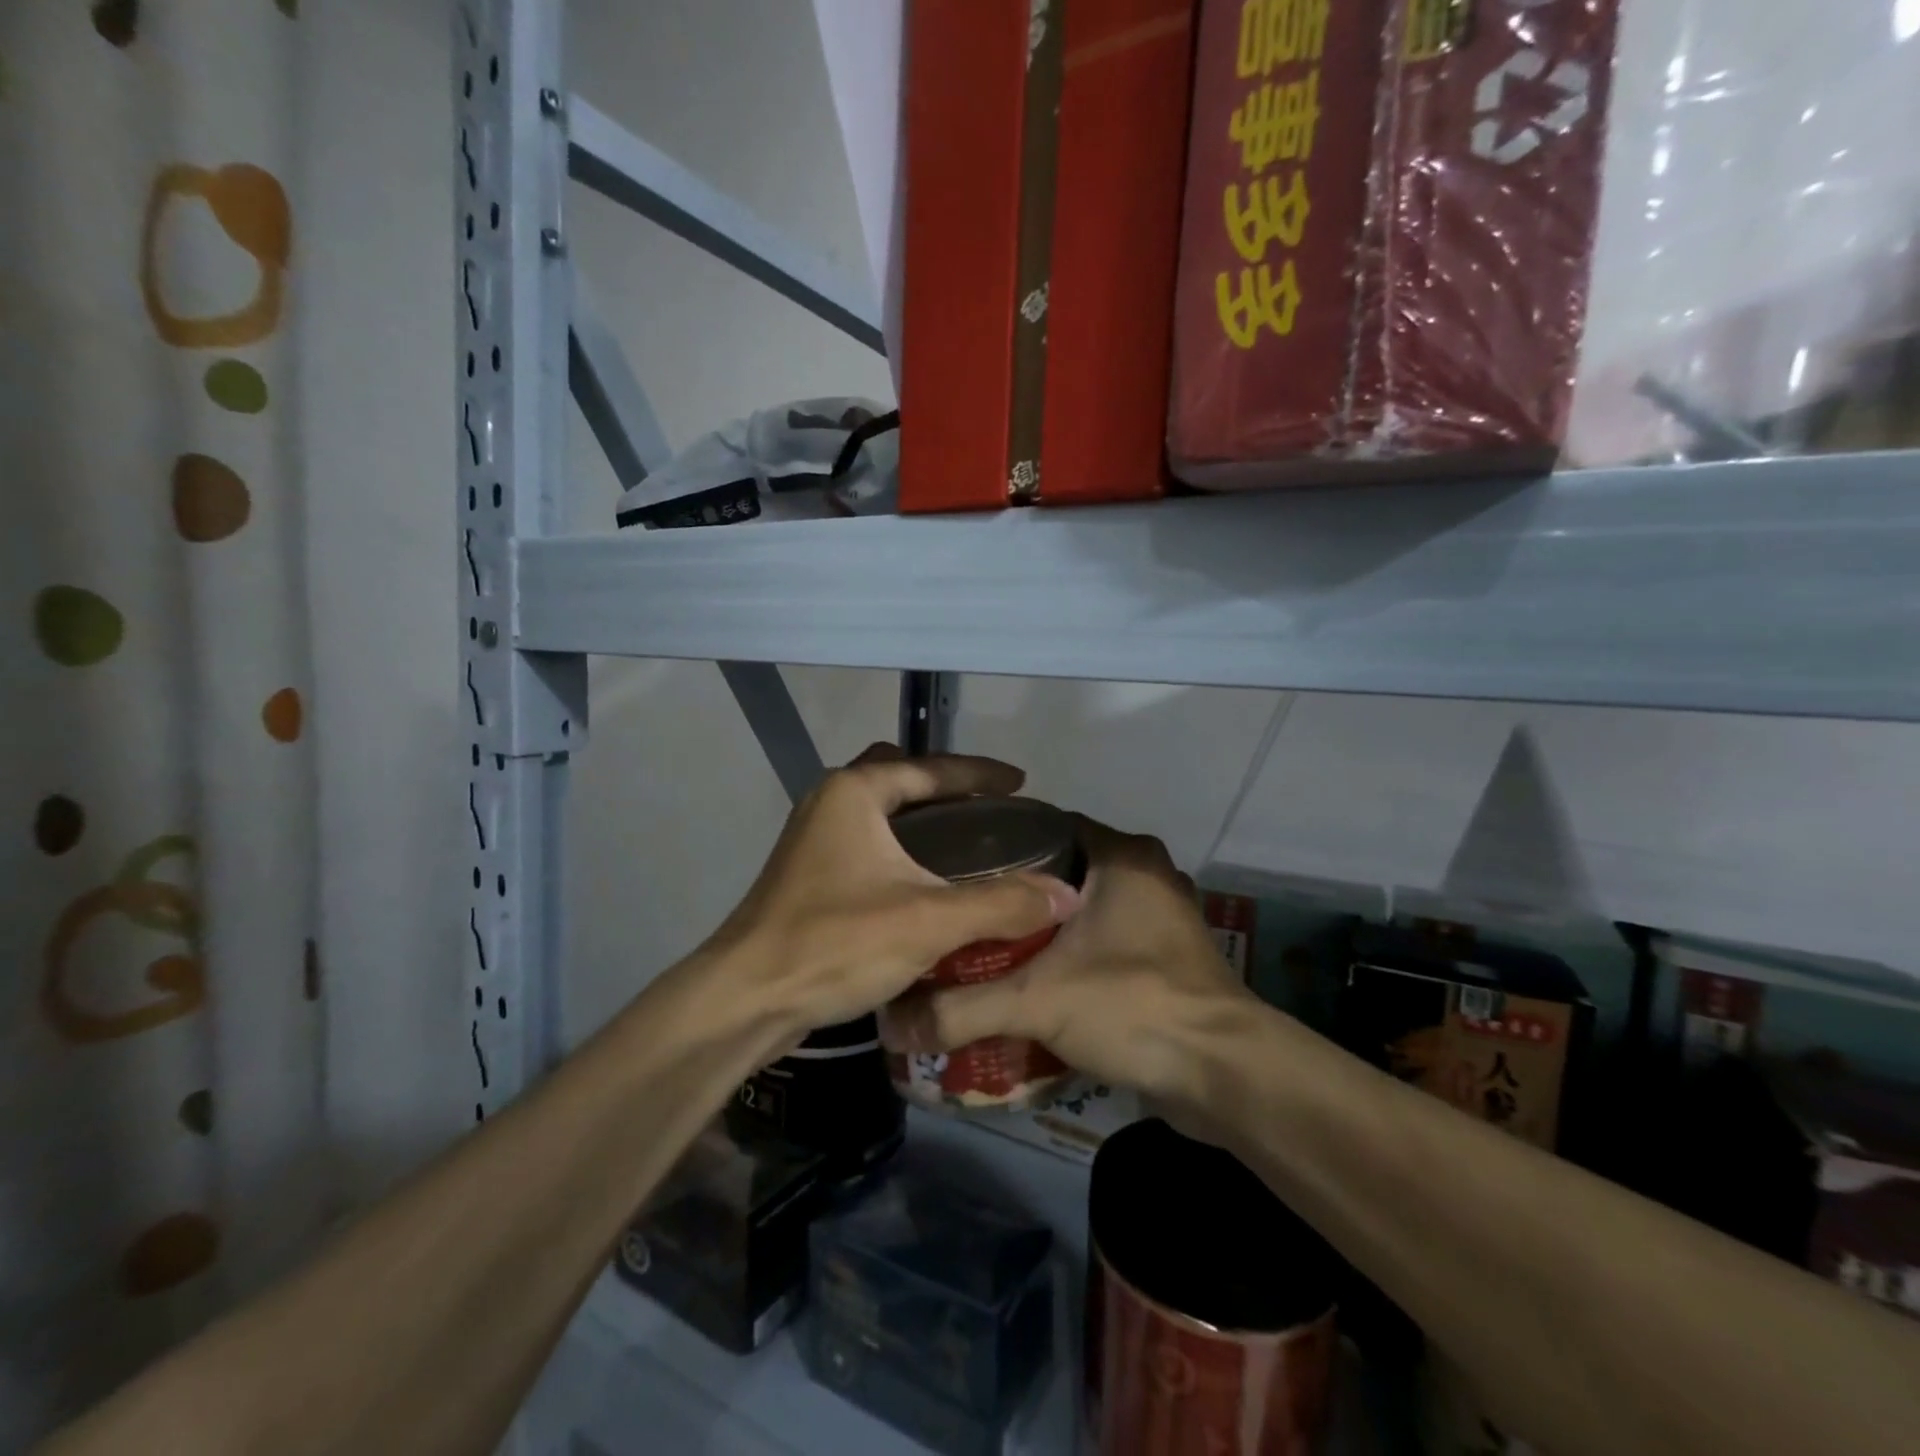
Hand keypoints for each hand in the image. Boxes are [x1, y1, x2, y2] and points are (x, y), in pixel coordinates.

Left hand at [709, 745, 1080, 1037]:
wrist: (746, 998)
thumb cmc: (835, 943)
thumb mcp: (929, 921)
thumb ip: (1001, 904)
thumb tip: (1067, 894)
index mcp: (854, 792)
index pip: (931, 767)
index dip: (981, 773)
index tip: (1021, 783)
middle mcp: (829, 803)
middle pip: (899, 777)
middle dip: (944, 787)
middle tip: (987, 810)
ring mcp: (813, 839)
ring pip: (880, 812)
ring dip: (921, 819)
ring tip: (966, 842)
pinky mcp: (808, 875)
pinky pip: (867, 844)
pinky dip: (900, 848)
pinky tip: (926, 882)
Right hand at [882, 817, 1255, 1109]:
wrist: (1223, 1074)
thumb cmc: (1133, 1005)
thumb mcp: (1036, 1001)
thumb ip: (961, 1008)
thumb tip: (892, 1023)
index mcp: (1122, 856)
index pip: (1045, 825)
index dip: (998, 842)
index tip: (954, 865)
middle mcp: (1147, 873)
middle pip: (1063, 867)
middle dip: (1015, 889)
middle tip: (964, 909)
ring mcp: (1163, 915)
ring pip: (1087, 905)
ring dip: (1046, 924)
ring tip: (990, 941)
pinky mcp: (1169, 955)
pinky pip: (1108, 937)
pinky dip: (1075, 951)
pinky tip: (1038, 975)